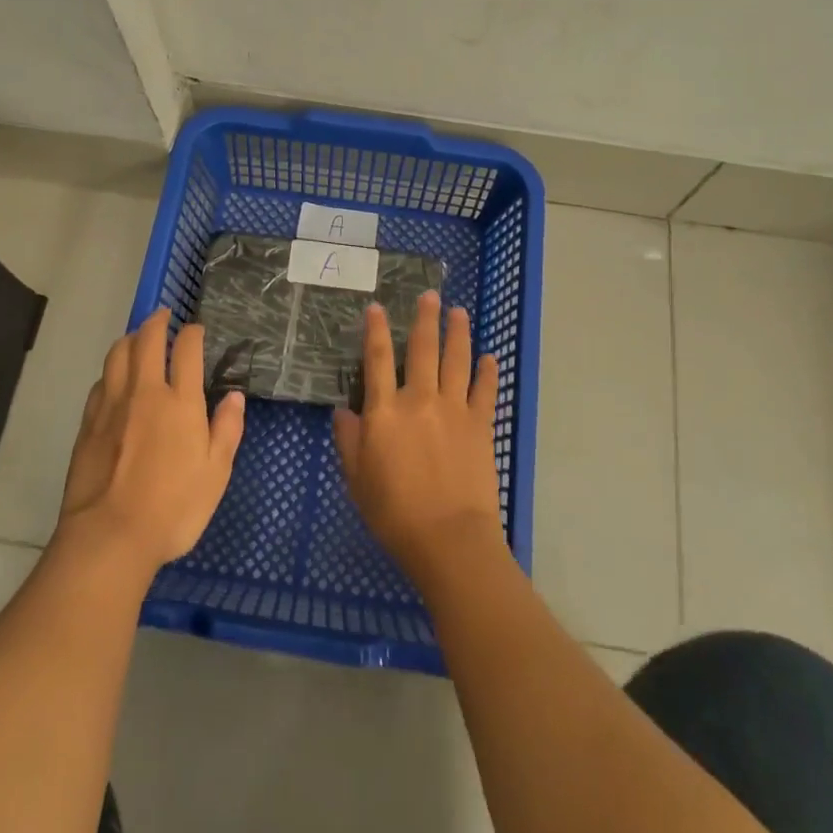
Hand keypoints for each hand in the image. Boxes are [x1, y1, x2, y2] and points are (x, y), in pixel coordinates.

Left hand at [58, 309, 245, 573]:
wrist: (110, 536)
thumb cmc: (174, 507)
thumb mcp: (216, 473)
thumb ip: (227, 429)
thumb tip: (234, 396)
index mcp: (181, 402)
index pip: (186, 349)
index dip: (192, 333)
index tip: (196, 329)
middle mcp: (145, 392)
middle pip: (147, 340)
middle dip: (157, 322)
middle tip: (163, 315)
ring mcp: (112, 405)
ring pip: (117, 355)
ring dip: (130, 338)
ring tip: (137, 337)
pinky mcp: (88, 424)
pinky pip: (100, 382)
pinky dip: (111, 370)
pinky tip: (114, 378)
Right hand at [333, 290, 502, 583]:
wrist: (448, 538)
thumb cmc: (394, 512)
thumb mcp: (356, 479)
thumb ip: (349, 440)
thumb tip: (343, 411)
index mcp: (385, 411)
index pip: (378, 359)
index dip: (376, 330)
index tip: (377, 307)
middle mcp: (420, 400)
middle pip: (423, 349)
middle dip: (425, 319)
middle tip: (430, 295)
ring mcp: (454, 409)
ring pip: (456, 360)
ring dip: (458, 333)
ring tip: (459, 312)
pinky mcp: (480, 425)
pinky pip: (485, 390)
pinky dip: (488, 371)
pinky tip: (490, 356)